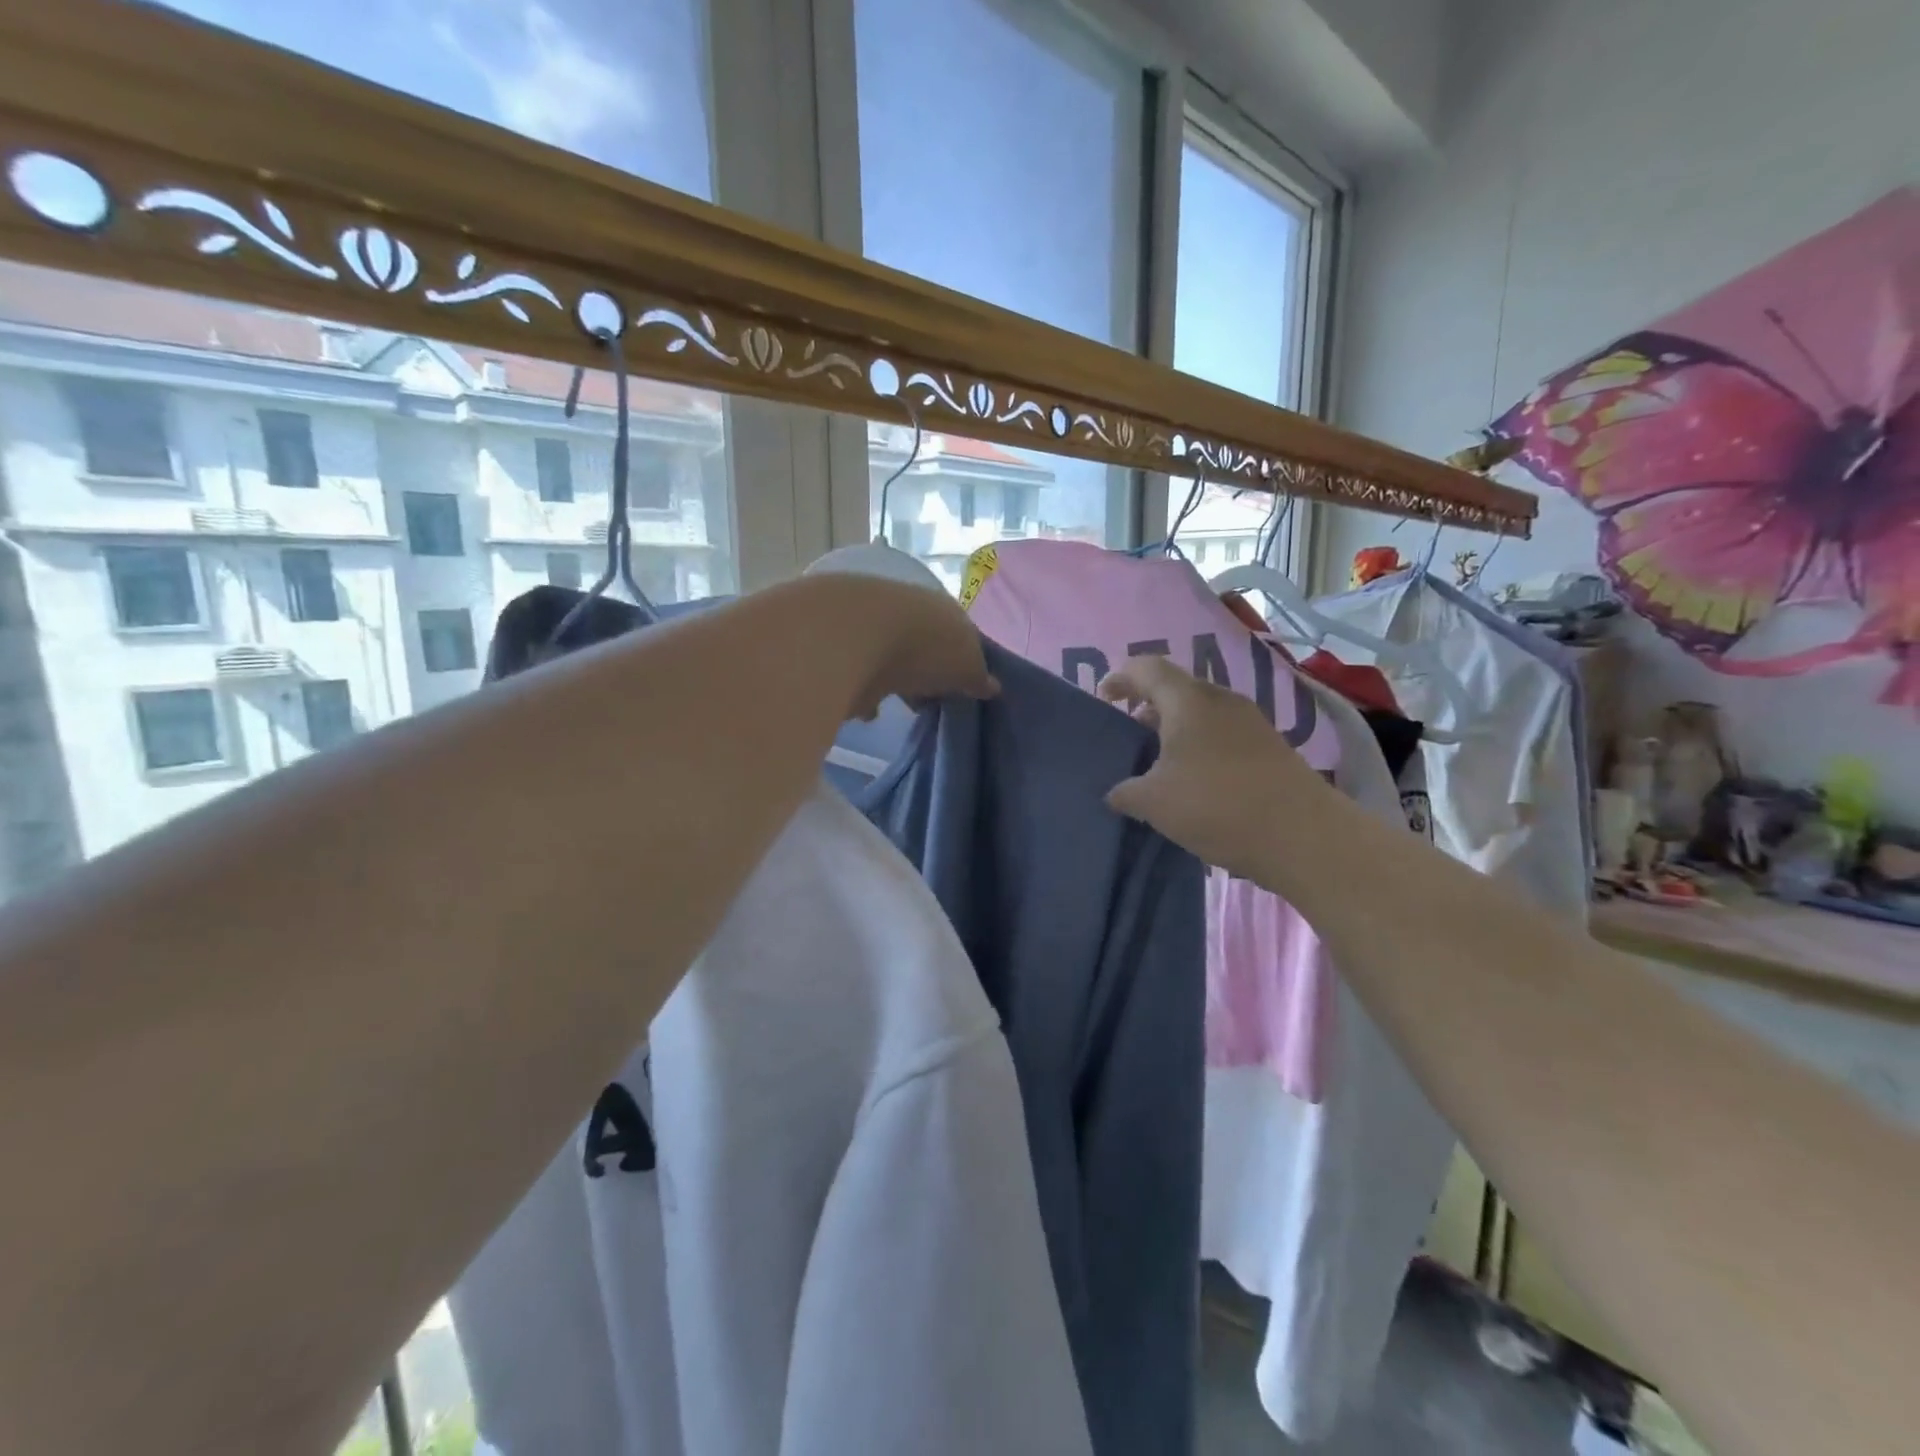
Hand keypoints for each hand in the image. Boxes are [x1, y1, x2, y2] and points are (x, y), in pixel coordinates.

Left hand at [810, 575, 998, 719]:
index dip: (964, 661)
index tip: (965, 688)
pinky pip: (859, 674)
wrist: (855, 637)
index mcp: (943, 609)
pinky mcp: (841, 648)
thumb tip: (992, 686)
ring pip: (889, 656)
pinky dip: (864, 691)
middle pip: (923, 644)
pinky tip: (869, 712)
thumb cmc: (925, 648)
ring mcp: (871, 626)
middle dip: (927, 670)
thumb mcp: (967, 667)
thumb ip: (978, 678)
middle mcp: (907, 610)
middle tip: (933, 700)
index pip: (960, 634)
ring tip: (900, 707)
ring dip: (894, 679)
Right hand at [1098, 654, 1332, 877]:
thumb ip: (1126, 792)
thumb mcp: (1154, 803)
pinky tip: (1194, 778)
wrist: (1303, 835)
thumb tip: (1116, 793)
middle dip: (1148, 705)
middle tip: (1129, 731)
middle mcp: (1221, 700)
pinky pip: (1223, 732)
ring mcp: (1251, 721)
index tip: (1103, 698)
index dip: (1120, 678)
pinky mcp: (1270, 746)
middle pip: (1176, 688)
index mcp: (1188, 700)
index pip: (1147, 668)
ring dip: (1176, 727)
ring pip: (1202, 711)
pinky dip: (1200, 744)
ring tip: (1159, 759)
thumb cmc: (1216, 805)